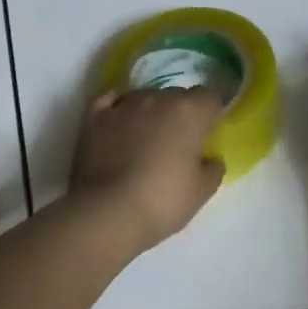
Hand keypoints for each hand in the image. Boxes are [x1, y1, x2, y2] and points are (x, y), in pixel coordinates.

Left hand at [69, 88, 226, 250]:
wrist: (108, 213)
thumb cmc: (162, 202)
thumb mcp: (201, 192)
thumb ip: (213, 168)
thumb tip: (210, 158)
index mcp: (189, 112)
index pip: (209, 97)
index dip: (210, 114)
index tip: (207, 134)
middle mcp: (158, 99)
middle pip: (177, 95)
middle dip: (180, 113)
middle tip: (177, 143)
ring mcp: (124, 105)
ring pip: (144, 97)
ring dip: (150, 112)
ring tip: (144, 140)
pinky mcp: (94, 116)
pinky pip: (110, 100)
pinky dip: (116, 107)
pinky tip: (118, 120)